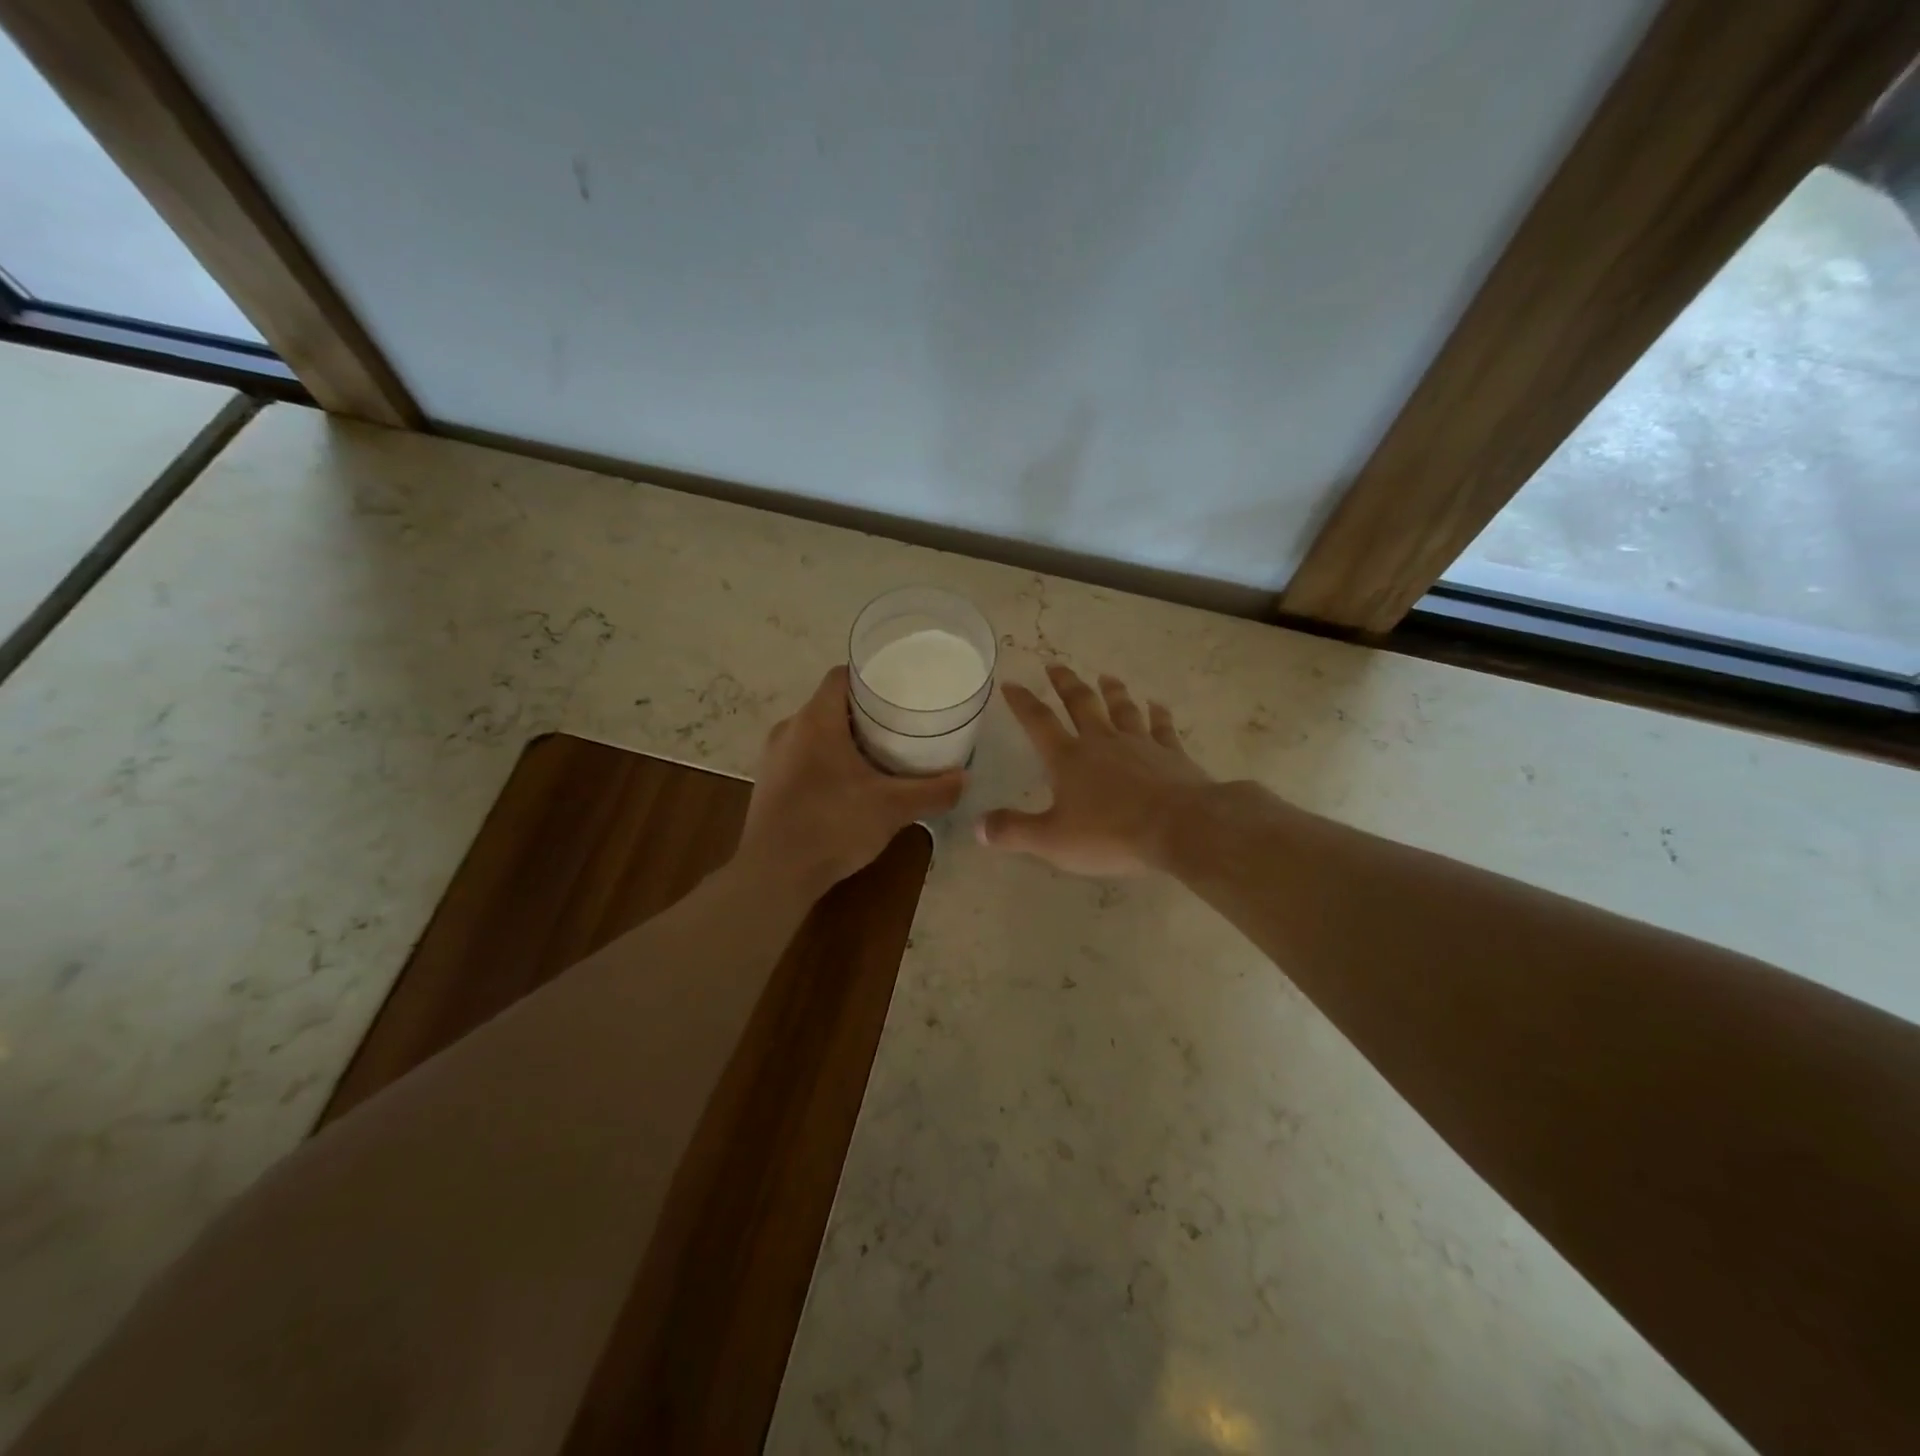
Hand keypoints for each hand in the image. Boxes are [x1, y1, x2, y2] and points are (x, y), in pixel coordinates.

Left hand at [738, 666, 965, 899]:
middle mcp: (789, 729)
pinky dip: (826, 761)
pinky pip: (802, 757)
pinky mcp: (769, 784)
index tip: (899, 688)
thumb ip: (932, 791)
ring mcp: (773, 757)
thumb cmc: (832, 826)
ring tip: (879, 754)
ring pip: (815, 732)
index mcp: (816, 720)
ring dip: (844, 738)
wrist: (774, 875)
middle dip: (864, 712)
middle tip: (900, 724)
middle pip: (831, 704)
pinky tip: (849, 785)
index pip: (841, 676)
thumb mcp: (892, 808)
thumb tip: (964, 779)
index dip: (871, 676)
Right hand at [977, 663, 1213, 876]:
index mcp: (1069, 759)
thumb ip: (1013, 831)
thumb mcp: (1052, 840)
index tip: (1011, 683)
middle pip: (1081, 704)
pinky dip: (1158, 714)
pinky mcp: (1171, 755)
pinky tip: (1157, 705)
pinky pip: (1163, 727)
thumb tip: (977, 826)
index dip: (1022, 703)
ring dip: (1112, 692)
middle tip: (1055, 665)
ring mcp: (1140, 744)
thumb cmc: (1110, 834)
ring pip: (1122, 709)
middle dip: (1065, 684)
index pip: (1039, 723)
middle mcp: (1102, 742)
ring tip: (1106, 676)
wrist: (1179, 828)